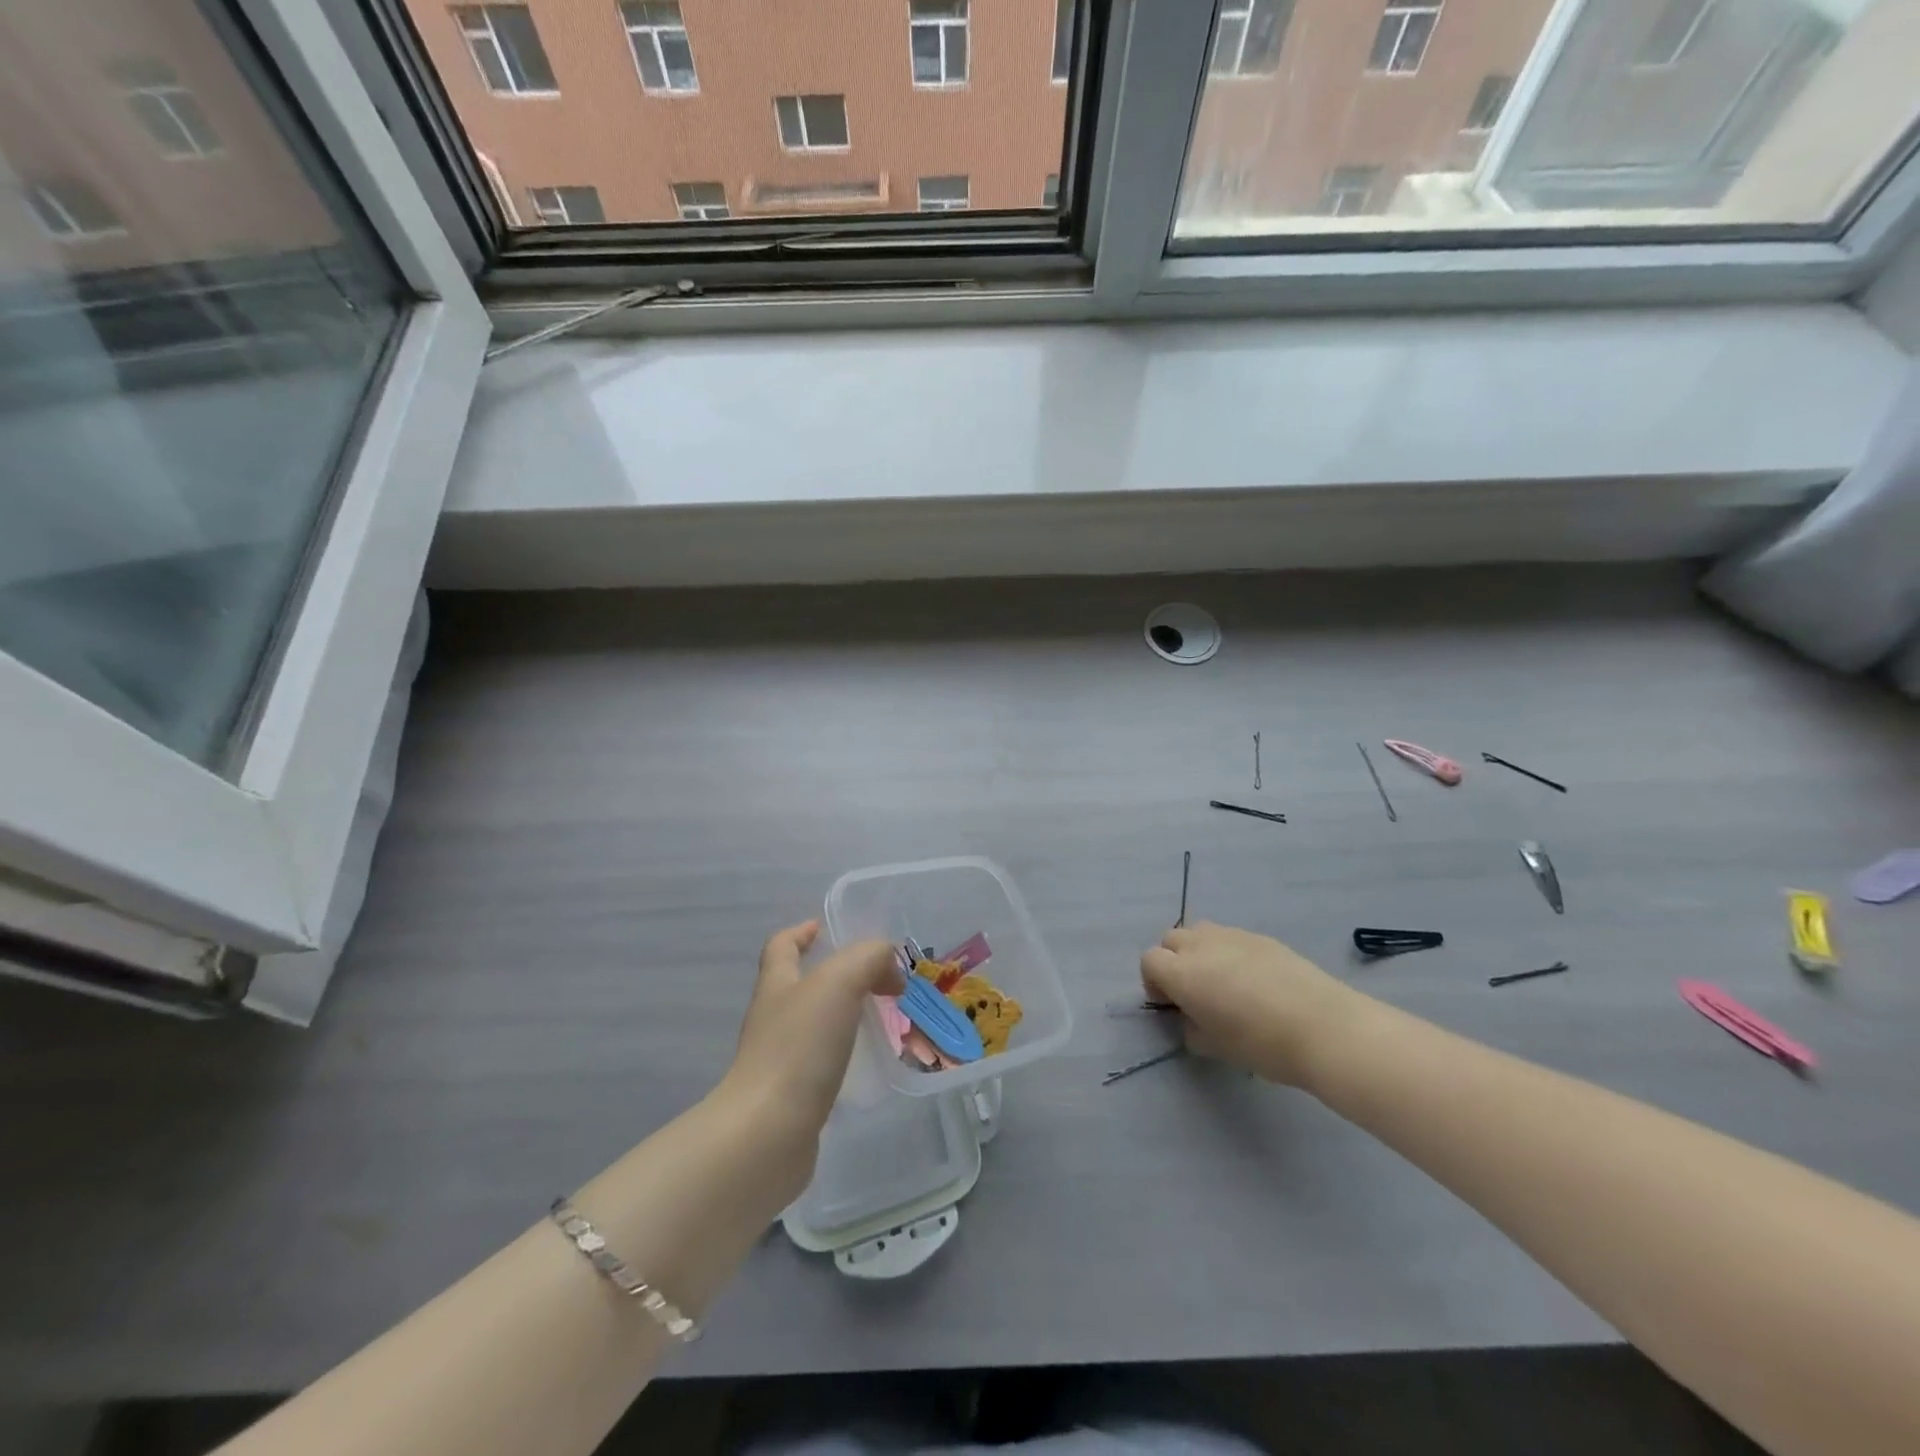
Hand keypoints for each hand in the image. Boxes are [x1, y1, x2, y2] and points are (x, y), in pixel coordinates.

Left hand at [717, 921, 901, 1193]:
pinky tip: (870, 1062)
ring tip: (884, 1018)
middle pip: (800, 984)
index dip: (801, 933)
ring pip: (815, 1024)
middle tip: (879, 978)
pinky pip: (822, 1063)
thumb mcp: (839, 982)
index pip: (782, 946)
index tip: (824, 928)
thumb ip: (868, 959)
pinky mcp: (792, 1097)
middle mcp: (773, 1018)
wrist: (768, 1133)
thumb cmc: (799, 1046)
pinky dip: (845, 1055)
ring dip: (844, 1016)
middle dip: (835, 976)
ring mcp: (779, 1060)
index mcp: (777, 984)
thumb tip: (889, 967)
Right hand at [1141, 922, 1363, 1088]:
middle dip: (1174, 961)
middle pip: (1171, 939)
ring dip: (1200, 952)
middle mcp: (1201, 946)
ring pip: (1201, 933)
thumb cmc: (1261, 1044)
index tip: (1172, 1005)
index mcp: (1182, 973)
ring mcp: (1232, 936)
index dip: (1155, 982)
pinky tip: (1255, 981)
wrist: (1323, 1027)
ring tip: (1222, 982)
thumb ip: (1193, 1030)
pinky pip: (1231, 938)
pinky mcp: (1261, 937)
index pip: (1149, 961)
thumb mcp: (1216, 1047)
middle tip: (1194, 992)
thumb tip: (1193, 1020)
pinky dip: (1230, 953)